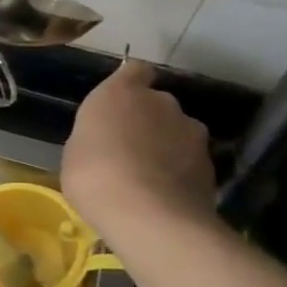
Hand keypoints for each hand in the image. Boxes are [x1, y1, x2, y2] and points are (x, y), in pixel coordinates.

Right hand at [62, 60, 216, 237]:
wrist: (149, 216)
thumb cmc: (94, 176)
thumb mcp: (75, 153)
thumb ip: (96, 137)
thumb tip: (106, 143)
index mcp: (121, 92)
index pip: (135, 70)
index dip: (130, 84)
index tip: (120, 104)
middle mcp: (161, 102)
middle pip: (157, 103)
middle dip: (148, 121)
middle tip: (129, 150)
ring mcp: (191, 132)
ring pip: (178, 132)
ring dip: (167, 147)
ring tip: (150, 178)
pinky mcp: (210, 164)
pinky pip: (190, 162)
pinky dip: (180, 173)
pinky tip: (164, 197)